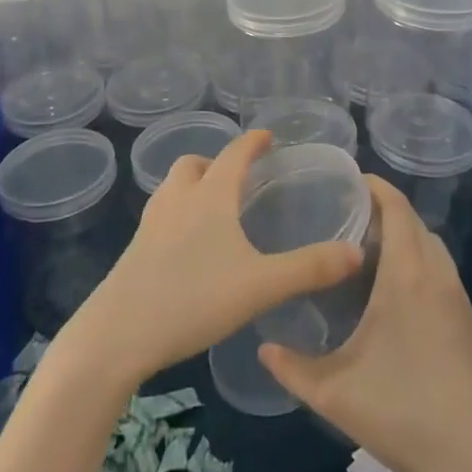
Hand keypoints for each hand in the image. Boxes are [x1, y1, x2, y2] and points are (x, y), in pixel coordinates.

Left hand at [57, 130, 363, 390]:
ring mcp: (151, 223)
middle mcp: (178, 198)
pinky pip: (161, 214)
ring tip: (213, 208)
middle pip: (194, 163)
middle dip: (216, 162)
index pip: (234, 153)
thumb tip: (355, 252)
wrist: (116, 335)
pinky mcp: (134, 249)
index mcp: (210, 195)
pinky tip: (188, 246)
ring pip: (172, 187)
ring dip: (192, 185)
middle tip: (238, 179)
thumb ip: (309, 268)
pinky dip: (178, 213)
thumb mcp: (260, 286)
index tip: (268, 136)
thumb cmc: (192, 299)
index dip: (253, 141)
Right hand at [259, 177, 471, 471]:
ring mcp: (460, 299)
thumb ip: (292, 367)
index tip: (350, 181)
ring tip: (371, 254)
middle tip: (348, 218)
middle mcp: (437, 275)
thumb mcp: (334, 392)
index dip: (376, 186)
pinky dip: (422, 265)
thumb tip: (263, 347)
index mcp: (407, 275)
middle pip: (415, 222)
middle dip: (387, 211)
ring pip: (433, 247)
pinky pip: (444, 274)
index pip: (397, 207)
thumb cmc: (401, 412)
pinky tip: (400, 297)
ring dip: (407, 238)